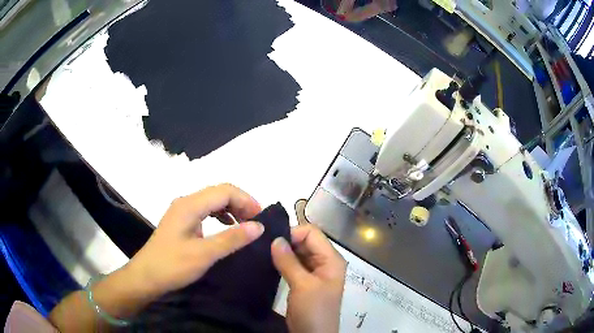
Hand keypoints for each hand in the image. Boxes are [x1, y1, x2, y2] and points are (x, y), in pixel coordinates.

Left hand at [126, 183, 263, 297]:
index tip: (261, 218)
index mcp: (190, 205)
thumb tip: (258, 226)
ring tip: (246, 224)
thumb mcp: (204, 254)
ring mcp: (182, 211)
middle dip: (241, 203)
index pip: (224, 191)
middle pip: (219, 192)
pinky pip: (206, 211)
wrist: (146, 276)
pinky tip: (227, 227)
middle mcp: (186, 202)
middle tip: (256, 223)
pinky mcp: (182, 221)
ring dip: (231, 209)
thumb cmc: (172, 265)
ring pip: (212, 201)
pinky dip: (221, 216)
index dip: (246, 200)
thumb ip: (232, 238)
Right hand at [271, 225, 346, 332]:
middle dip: (287, 242)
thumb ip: (289, 261)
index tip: (273, 241)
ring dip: (284, 252)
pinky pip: (294, 264)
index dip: (293, 234)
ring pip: (299, 253)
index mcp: (331, 259)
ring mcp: (315, 272)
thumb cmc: (313, 310)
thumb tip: (275, 239)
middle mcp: (325, 261)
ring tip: (264, 253)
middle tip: (265, 246)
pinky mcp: (305, 281)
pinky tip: (270, 262)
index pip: (312, 233)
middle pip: (306, 241)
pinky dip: (283, 262)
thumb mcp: (302, 285)